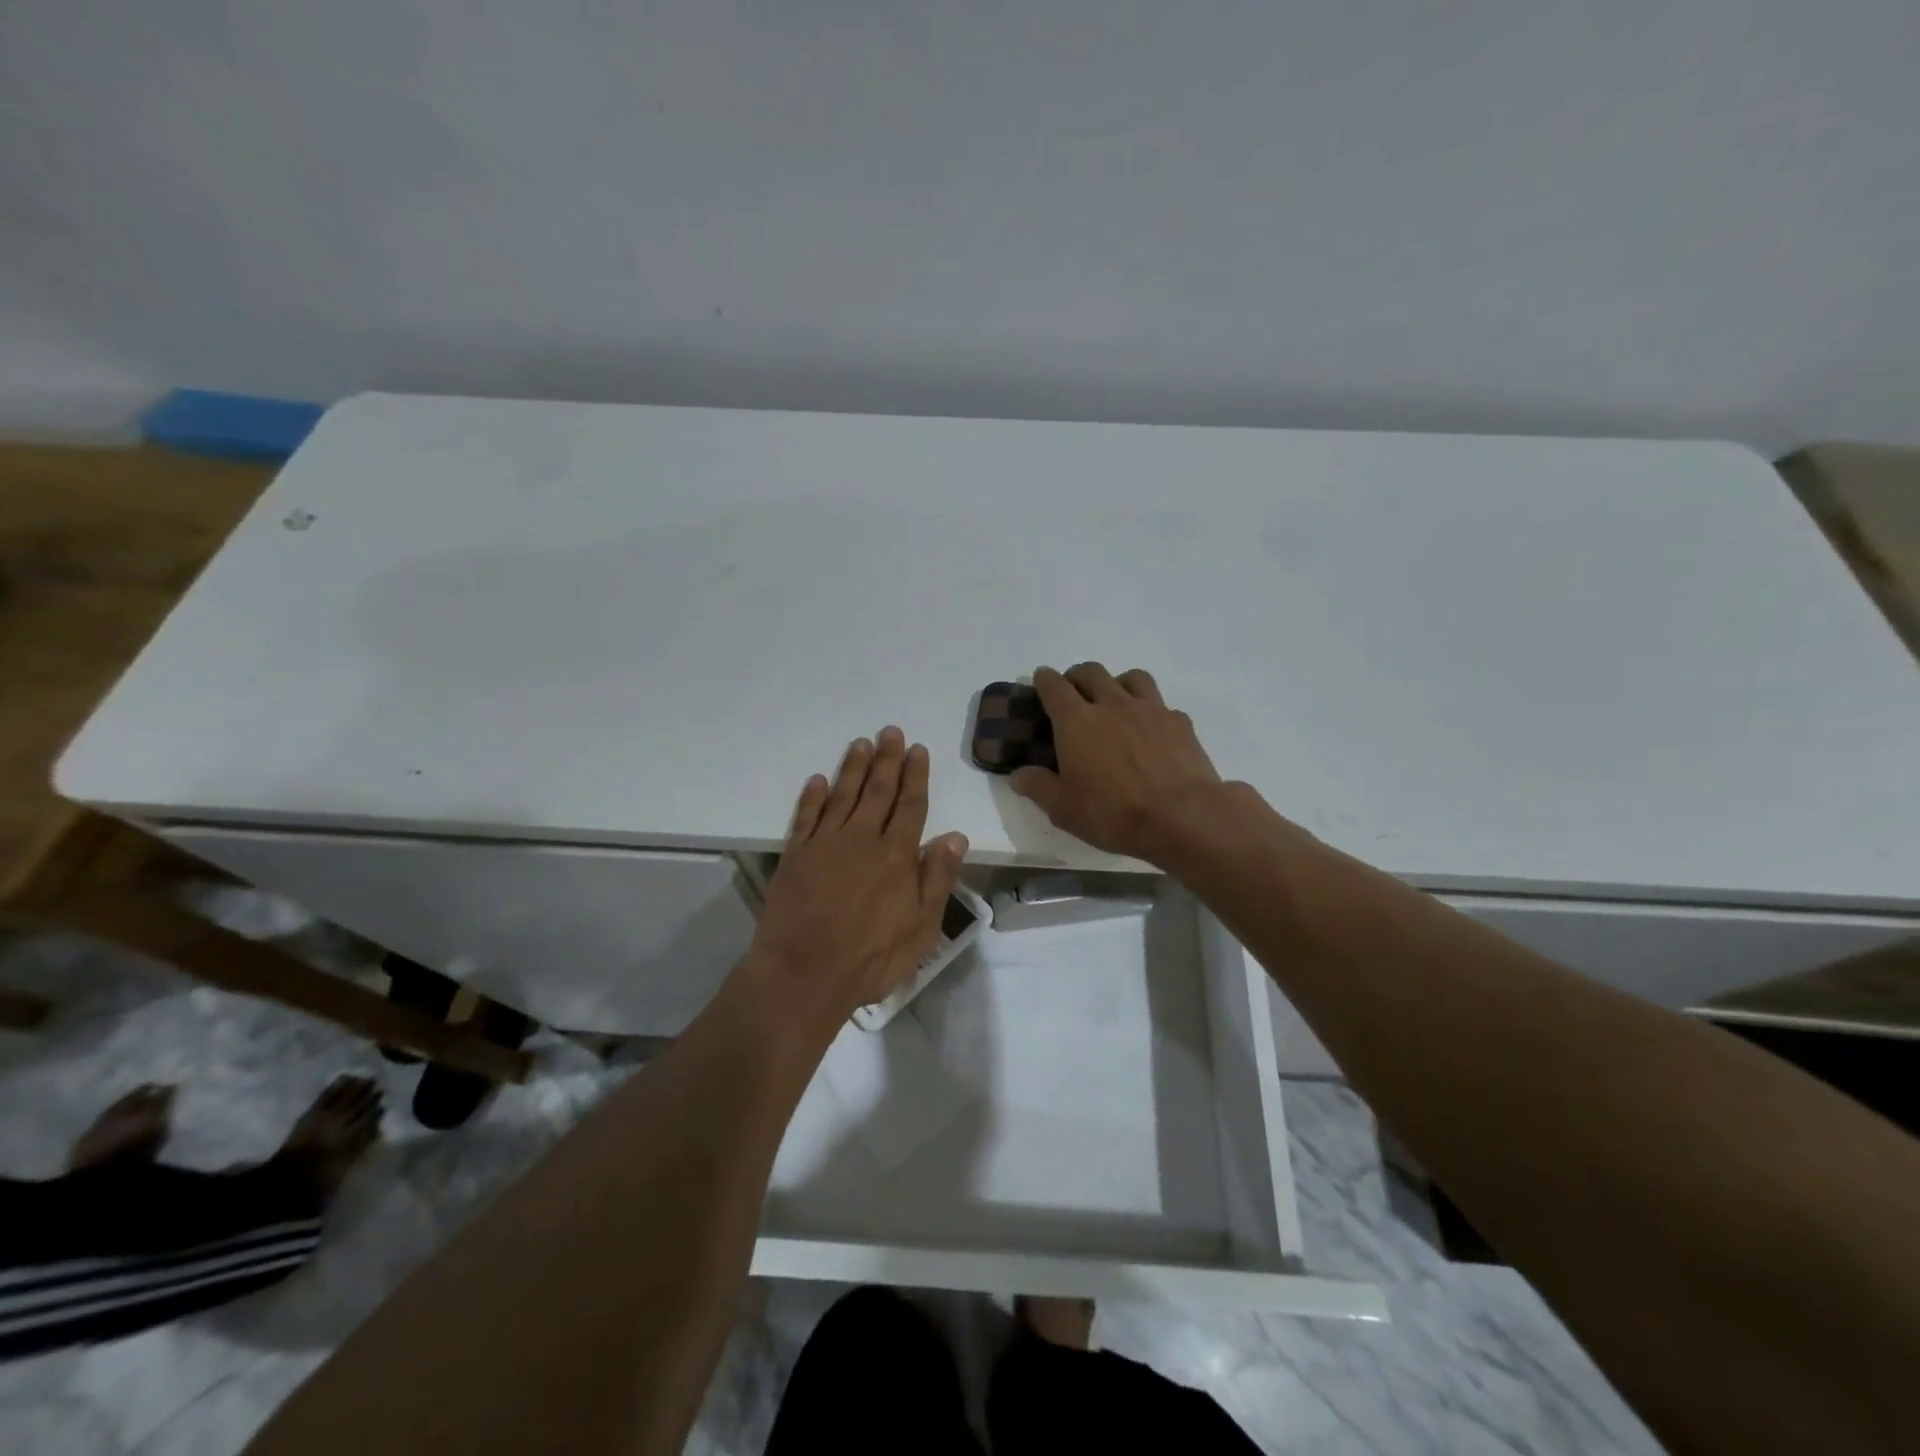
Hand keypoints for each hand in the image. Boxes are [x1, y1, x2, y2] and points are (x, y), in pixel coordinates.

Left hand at [749, 726, 967, 1023]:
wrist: (803, 974)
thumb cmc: (870, 958)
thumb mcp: (921, 928)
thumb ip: (937, 878)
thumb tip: (955, 836)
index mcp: (896, 856)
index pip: (910, 805)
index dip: (916, 776)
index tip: (918, 749)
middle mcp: (862, 839)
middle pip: (878, 791)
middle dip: (886, 760)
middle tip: (890, 732)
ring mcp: (825, 844)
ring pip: (842, 795)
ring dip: (853, 768)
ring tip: (861, 743)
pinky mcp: (795, 856)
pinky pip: (805, 816)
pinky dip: (812, 796)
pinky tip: (817, 780)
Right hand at [1010, 664, 1225, 862]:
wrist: (1181, 817)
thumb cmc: (1113, 813)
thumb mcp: (1064, 809)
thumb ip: (1038, 787)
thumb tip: (1018, 774)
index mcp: (1076, 721)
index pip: (1054, 686)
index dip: (1044, 679)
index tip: (1041, 680)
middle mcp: (1112, 705)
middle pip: (1091, 672)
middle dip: (1078, 676)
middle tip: (1074, 693)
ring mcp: (1150, 709)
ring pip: (1131, 677)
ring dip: (1118, 683)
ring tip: (1116, 702)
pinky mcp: (1179, 722)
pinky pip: (1162, 705)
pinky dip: (1151, 711)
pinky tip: (1152, 732)